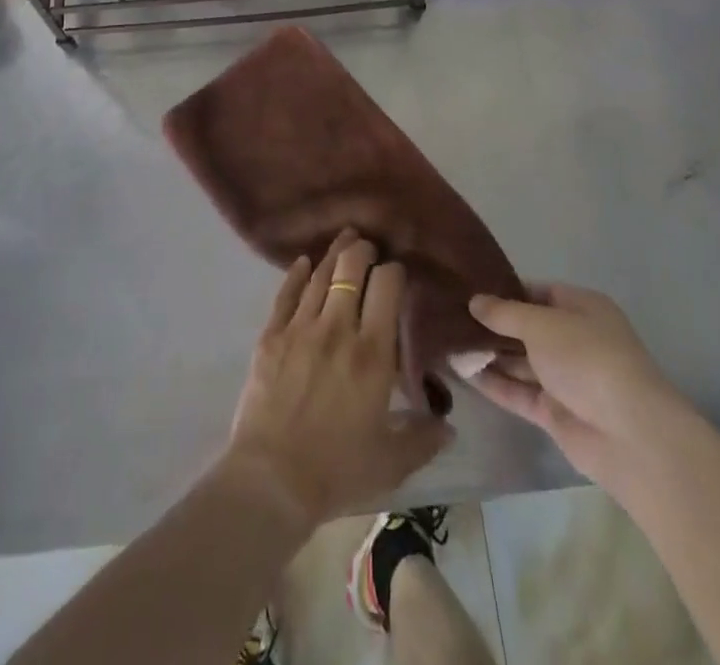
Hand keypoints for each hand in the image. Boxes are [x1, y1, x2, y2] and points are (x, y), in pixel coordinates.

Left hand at [222, 231, 450, 532]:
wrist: (272, 479)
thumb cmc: (338, 470)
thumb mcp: (392, 461)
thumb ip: (423, 438)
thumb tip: (449, 426)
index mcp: (373, 353)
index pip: (387, 288)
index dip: (394, 272)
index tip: (397, 272)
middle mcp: (338, 328)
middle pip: (351, 269)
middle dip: (363, 251)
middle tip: (369, 247)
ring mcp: (300, 328)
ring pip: (321, 275)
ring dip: (334, 253)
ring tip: (344, 238)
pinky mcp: (271, 336)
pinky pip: (286, 293)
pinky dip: (297, 273)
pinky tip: (304, 262)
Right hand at [467, 283, 693, 497]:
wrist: (630, 435)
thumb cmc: (588, 359)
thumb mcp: (541, 324)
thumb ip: (505, 313)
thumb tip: (475, 301)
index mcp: (582, 308)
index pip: (539, 292)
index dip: (506, 290)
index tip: (470, 289)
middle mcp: (574, 340)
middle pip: (527, 328)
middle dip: (493, 324)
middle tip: (450, 315)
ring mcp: (566, 379)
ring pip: (521, 361)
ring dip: (489, 354)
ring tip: (447, 341)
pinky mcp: (555, 412)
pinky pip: (519, 392)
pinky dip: (493, 383)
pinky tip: (461, 372)